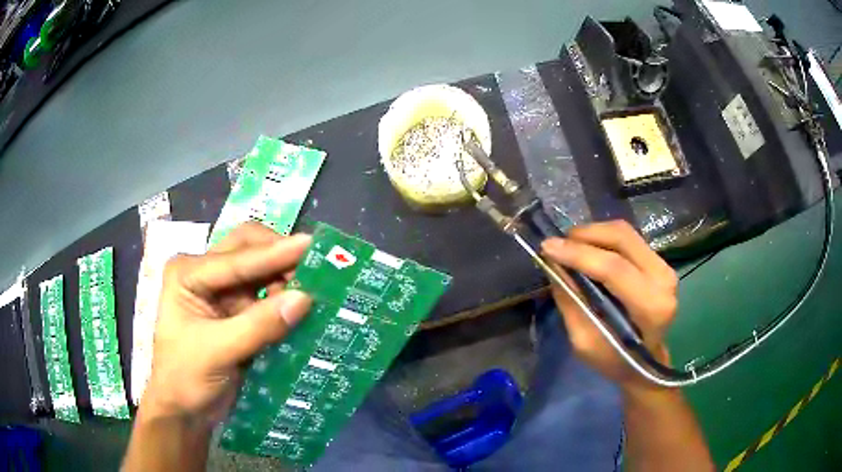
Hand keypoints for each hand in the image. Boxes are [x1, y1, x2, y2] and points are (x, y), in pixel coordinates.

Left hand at [140, 222, 312, 424]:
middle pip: (247, 249)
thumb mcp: (218, 351)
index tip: (311, 245)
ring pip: (260, 270)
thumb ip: (259, 325)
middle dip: (279, 254)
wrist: (186, 411)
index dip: (274, 253)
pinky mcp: (237, 312)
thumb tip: (305, 299)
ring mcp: (222, 292)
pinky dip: (285, 297)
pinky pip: (267, 296)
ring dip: (285, 275)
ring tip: (316, 285)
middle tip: (315, 265)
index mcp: (189, 273)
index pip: (236, 259)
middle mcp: (205, 273)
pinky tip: (304, 303)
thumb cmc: (186, 378)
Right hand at [541, 221, 677, 392]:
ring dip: (593, 233)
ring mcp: (665, 266)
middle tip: (558, 244)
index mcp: (651, 307)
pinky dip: (603, 237)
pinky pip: (629, 238)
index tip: (547, 247)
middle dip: (585, 235)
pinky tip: (588, 248)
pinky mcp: (660, 261)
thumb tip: (554, 266)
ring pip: (625, 233)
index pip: (614, 268)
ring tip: (570, 245)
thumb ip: (572, 302)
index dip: (579, 254)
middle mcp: (663, 280)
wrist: (645, 363)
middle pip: (622, 239)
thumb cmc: (615, 360)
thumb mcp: (585, 342)